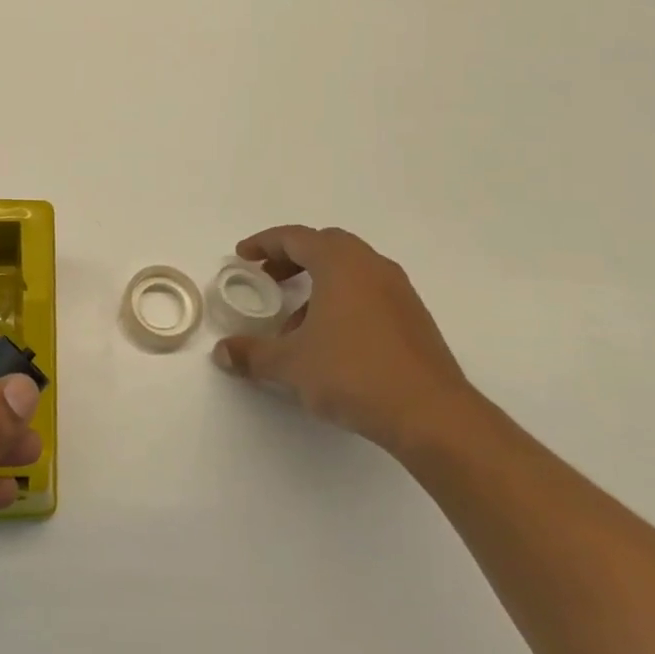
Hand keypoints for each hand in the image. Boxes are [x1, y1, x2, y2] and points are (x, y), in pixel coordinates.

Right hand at [213, 225, 475, 453]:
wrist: (432, 415)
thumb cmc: (353, 373)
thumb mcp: (291, 365)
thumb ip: (253, 354)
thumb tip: (222, 353)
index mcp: (341, 264)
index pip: (296, 238)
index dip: (264, 243)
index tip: (243, 256)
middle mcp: (372, 267)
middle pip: (326, 246)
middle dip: (292, 258)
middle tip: (269, 279)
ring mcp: (399, 292)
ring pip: (350, 271)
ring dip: (318, 284)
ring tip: (294, 322)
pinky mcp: (414, 319)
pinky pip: (369, 294)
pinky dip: (342, 302)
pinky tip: (329, 342)